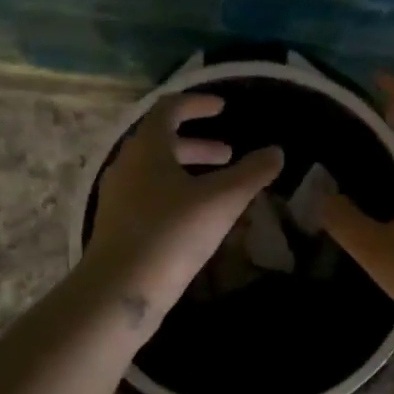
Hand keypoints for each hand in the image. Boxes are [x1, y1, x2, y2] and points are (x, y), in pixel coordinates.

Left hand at [83, 91, 283, 321]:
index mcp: (147, 148)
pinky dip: (176, 194)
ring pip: (156, 171)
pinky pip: (149, 196)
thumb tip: (276, 152)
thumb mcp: (221, 201)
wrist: (119, 290)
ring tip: (218, 187)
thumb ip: (252, 174)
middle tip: (228, 154)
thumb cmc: (171, 234)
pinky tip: (196, 219)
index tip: (222, 109)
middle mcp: (127, 165)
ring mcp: (118, 197)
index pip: (169, 109)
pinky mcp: (117, 226)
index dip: (197, 104)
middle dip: (198, 145)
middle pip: (162, 141)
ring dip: (188, 171)